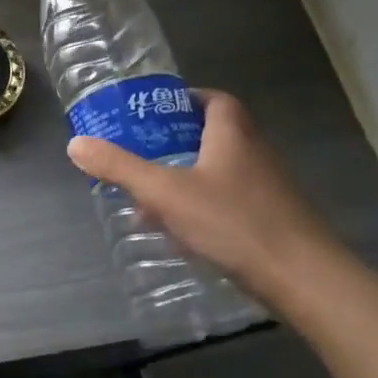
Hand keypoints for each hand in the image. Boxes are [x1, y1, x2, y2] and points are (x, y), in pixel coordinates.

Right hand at [66, 89, 339, 294]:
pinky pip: (229, 201)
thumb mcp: (165, 192)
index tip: (153, 112)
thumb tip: (76, 143)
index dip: (185, 100)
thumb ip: (120, 167)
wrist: (302, 277)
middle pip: (214, 134)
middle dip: (176, 141)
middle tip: (141, 152)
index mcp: (232, 134)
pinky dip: (202, 206)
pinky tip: (180, 232)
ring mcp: (267, 188)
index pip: (213, 99)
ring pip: (220, 170)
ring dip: (187, 177)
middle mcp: (254, 153)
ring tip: (150, 195)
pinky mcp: (271, 219)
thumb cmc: (233, 222)